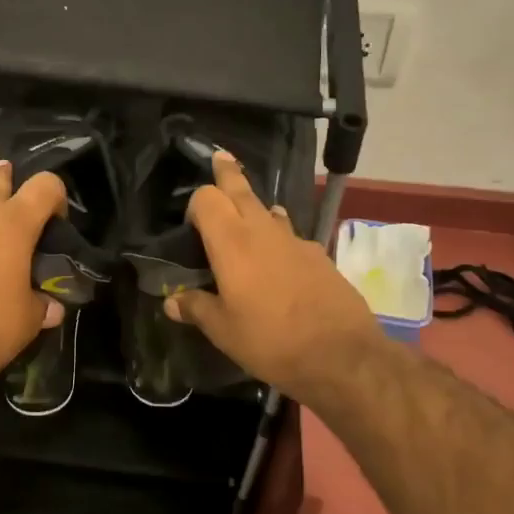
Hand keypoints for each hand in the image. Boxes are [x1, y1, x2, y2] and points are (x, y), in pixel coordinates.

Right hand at [165, 151, 384, 403]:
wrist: (341, 355)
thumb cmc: (270, 341)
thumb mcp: (223, 331)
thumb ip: (196, 309)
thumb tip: (172, 301)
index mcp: (232, 243)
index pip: (207, 198)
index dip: (196, 204)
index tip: (190, 224)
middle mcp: (263, 230)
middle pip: (241, 189)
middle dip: (227, 174)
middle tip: (219, 158)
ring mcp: (295, 240)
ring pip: (268, 209)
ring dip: (254, 205)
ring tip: (246, 211)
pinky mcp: (318, 255)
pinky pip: (290, 234)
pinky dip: (277, 234)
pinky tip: (277, 259)